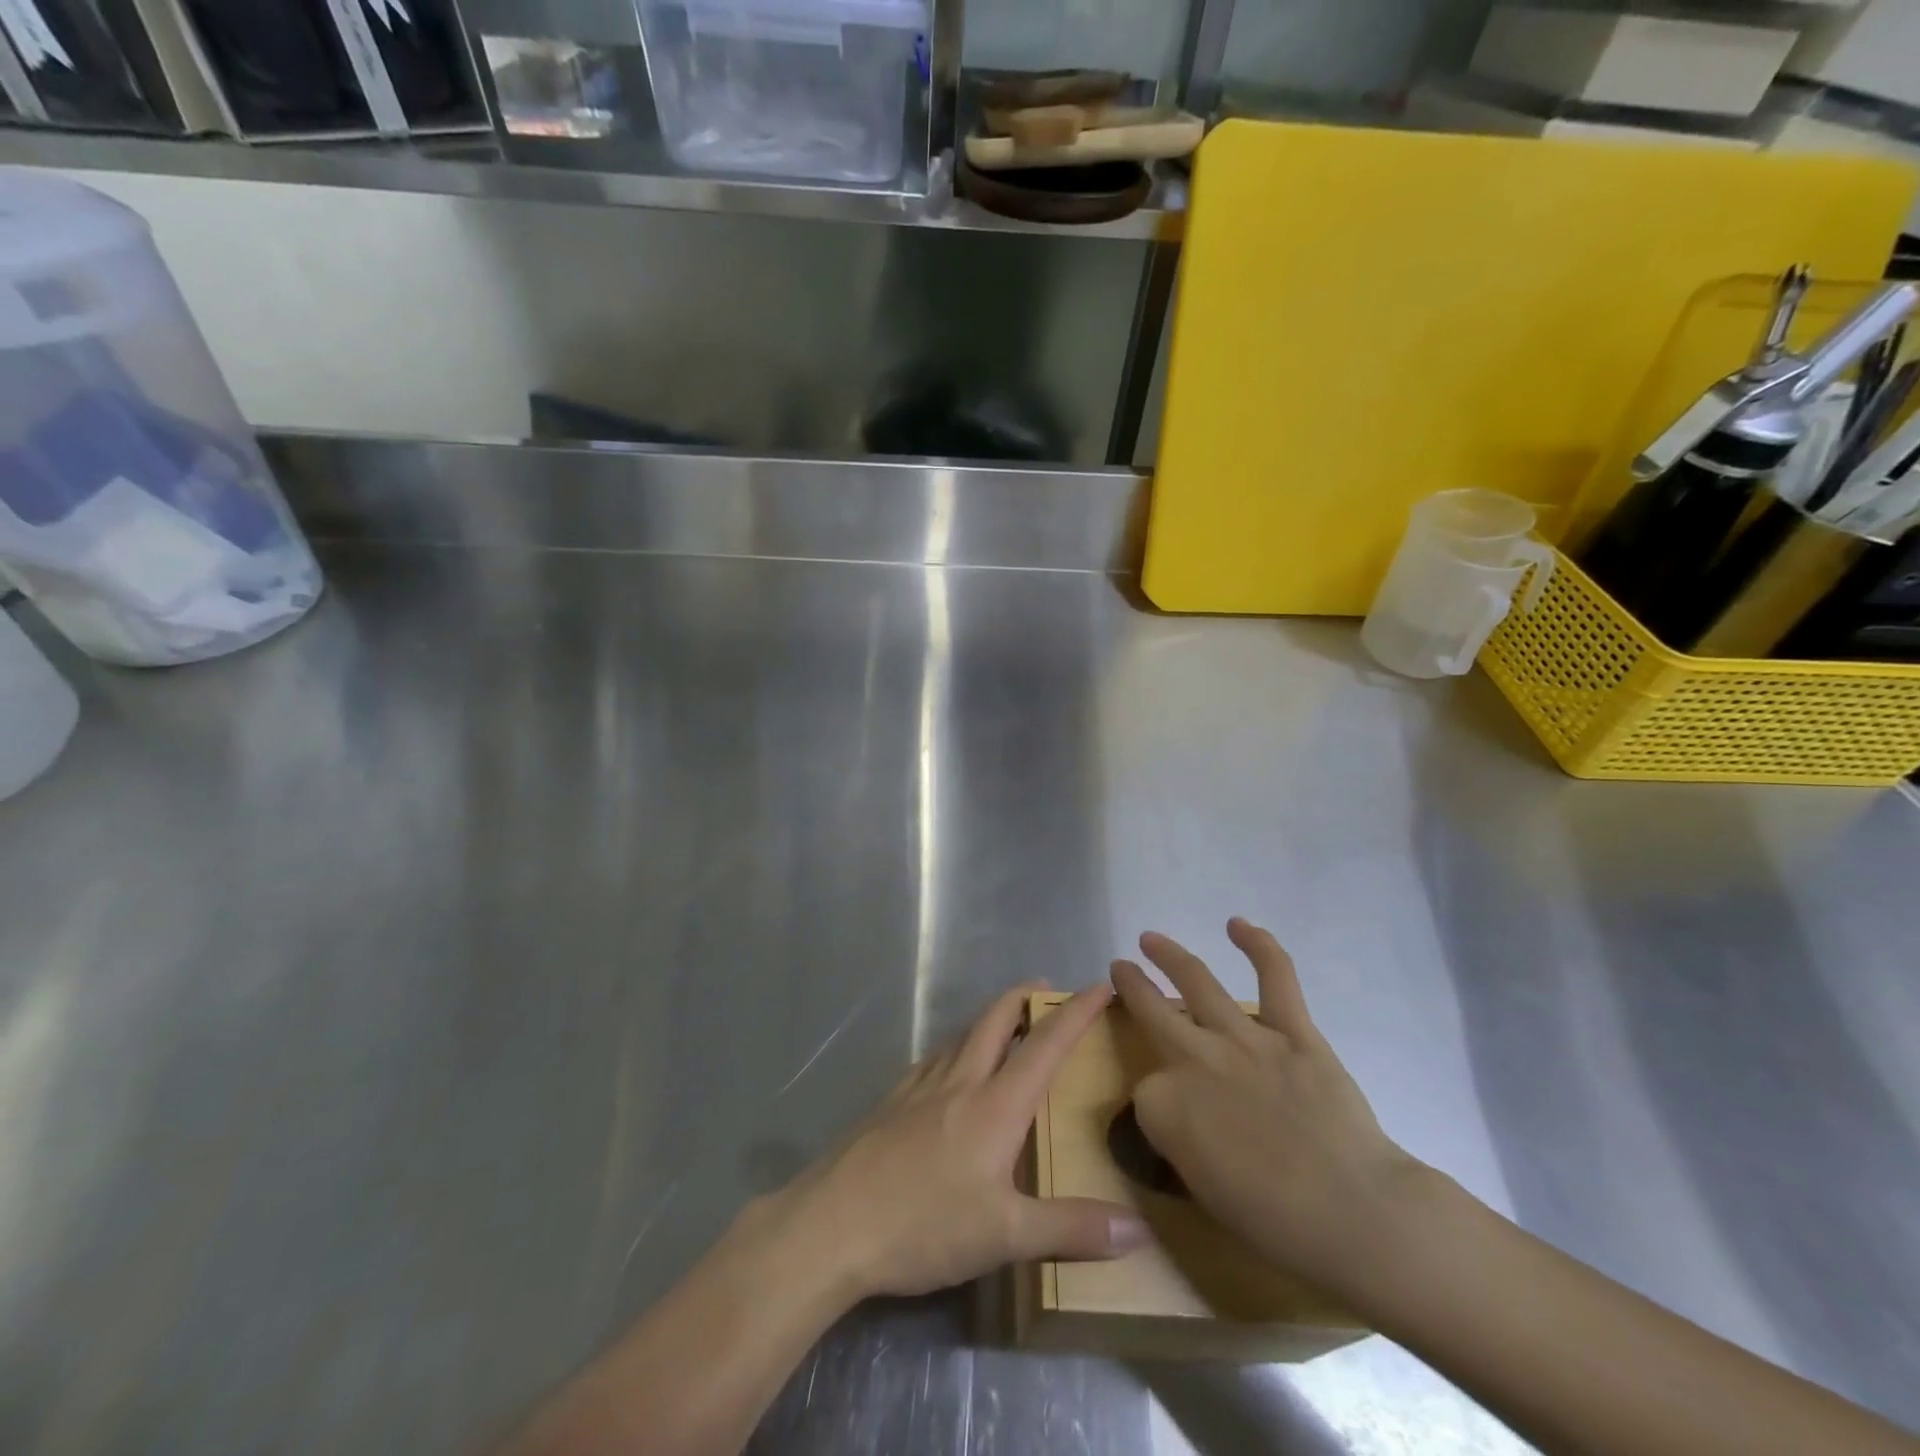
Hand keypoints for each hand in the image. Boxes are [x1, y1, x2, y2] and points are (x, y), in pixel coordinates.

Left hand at [761, 984, 1151, 1301]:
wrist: (832, 1223)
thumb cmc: (924, 1225)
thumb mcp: (1005, 1236)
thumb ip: (1072, 1230)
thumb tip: (1140, 1231)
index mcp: (995, 1104)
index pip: (1045, 1044)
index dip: (1077, 1013)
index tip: (1101, 987)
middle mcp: (960, 1080)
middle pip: (996, 1018)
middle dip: (1025, 996)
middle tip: (1049, 991)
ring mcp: (920, 1087)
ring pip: (963, 1035)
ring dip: (991, 1020)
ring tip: (1008, 1028)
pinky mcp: (892, 1101)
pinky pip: (935, 1059)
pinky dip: (957, 1049)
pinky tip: (952, 1072)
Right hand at [1110, 920, 1429, 1303]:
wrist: (1352, 1213)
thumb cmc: (1274, 1222)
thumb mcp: (1201, 1190)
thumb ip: (1180, 1141)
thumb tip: (1181, 1118)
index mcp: (1164, 1105)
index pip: (1145, 1093)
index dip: (1157, 1105)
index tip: (1173, 1122)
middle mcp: (1194, 1059)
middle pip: (1151, 1012)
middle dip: (1131, 987)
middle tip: (1120, 968)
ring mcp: (1243, 1038)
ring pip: (1196, 981)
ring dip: (1169, 954)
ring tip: (1152, 938)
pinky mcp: (1292, 1031)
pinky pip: (1275, 977)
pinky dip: (1259, 945)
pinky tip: (1238, 924)